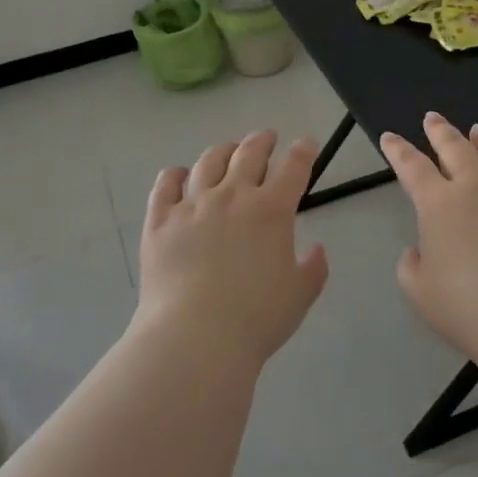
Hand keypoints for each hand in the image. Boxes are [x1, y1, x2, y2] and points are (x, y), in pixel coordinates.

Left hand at [135, 129, 329, 370]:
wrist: (195, 338)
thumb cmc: (255, 319)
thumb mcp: (299, 296)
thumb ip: (313, 269)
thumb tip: (317, 249)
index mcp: (271, 210)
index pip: (294, 167)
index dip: (304, 151)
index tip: (306, 145)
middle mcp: (232, 196)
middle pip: (249, 153)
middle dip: (262, 141)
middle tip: (267, 138)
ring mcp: (192, 204)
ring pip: (208, 162)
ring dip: (222, 151)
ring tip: (227, 150)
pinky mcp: (160, 220)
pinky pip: (165, 184)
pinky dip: (174, 174)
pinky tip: (179, 174)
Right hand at [380, 113, 477, 360]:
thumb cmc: (467, 307)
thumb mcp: (420, 292)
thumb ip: (412, 266)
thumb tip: (419, 251)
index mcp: (438, 204)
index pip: (412, 167)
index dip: (398, 150)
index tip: (389, 137)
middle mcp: (476, 189)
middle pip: (456, 148)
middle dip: (441, 131)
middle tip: (432, 118)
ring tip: (476, 130)